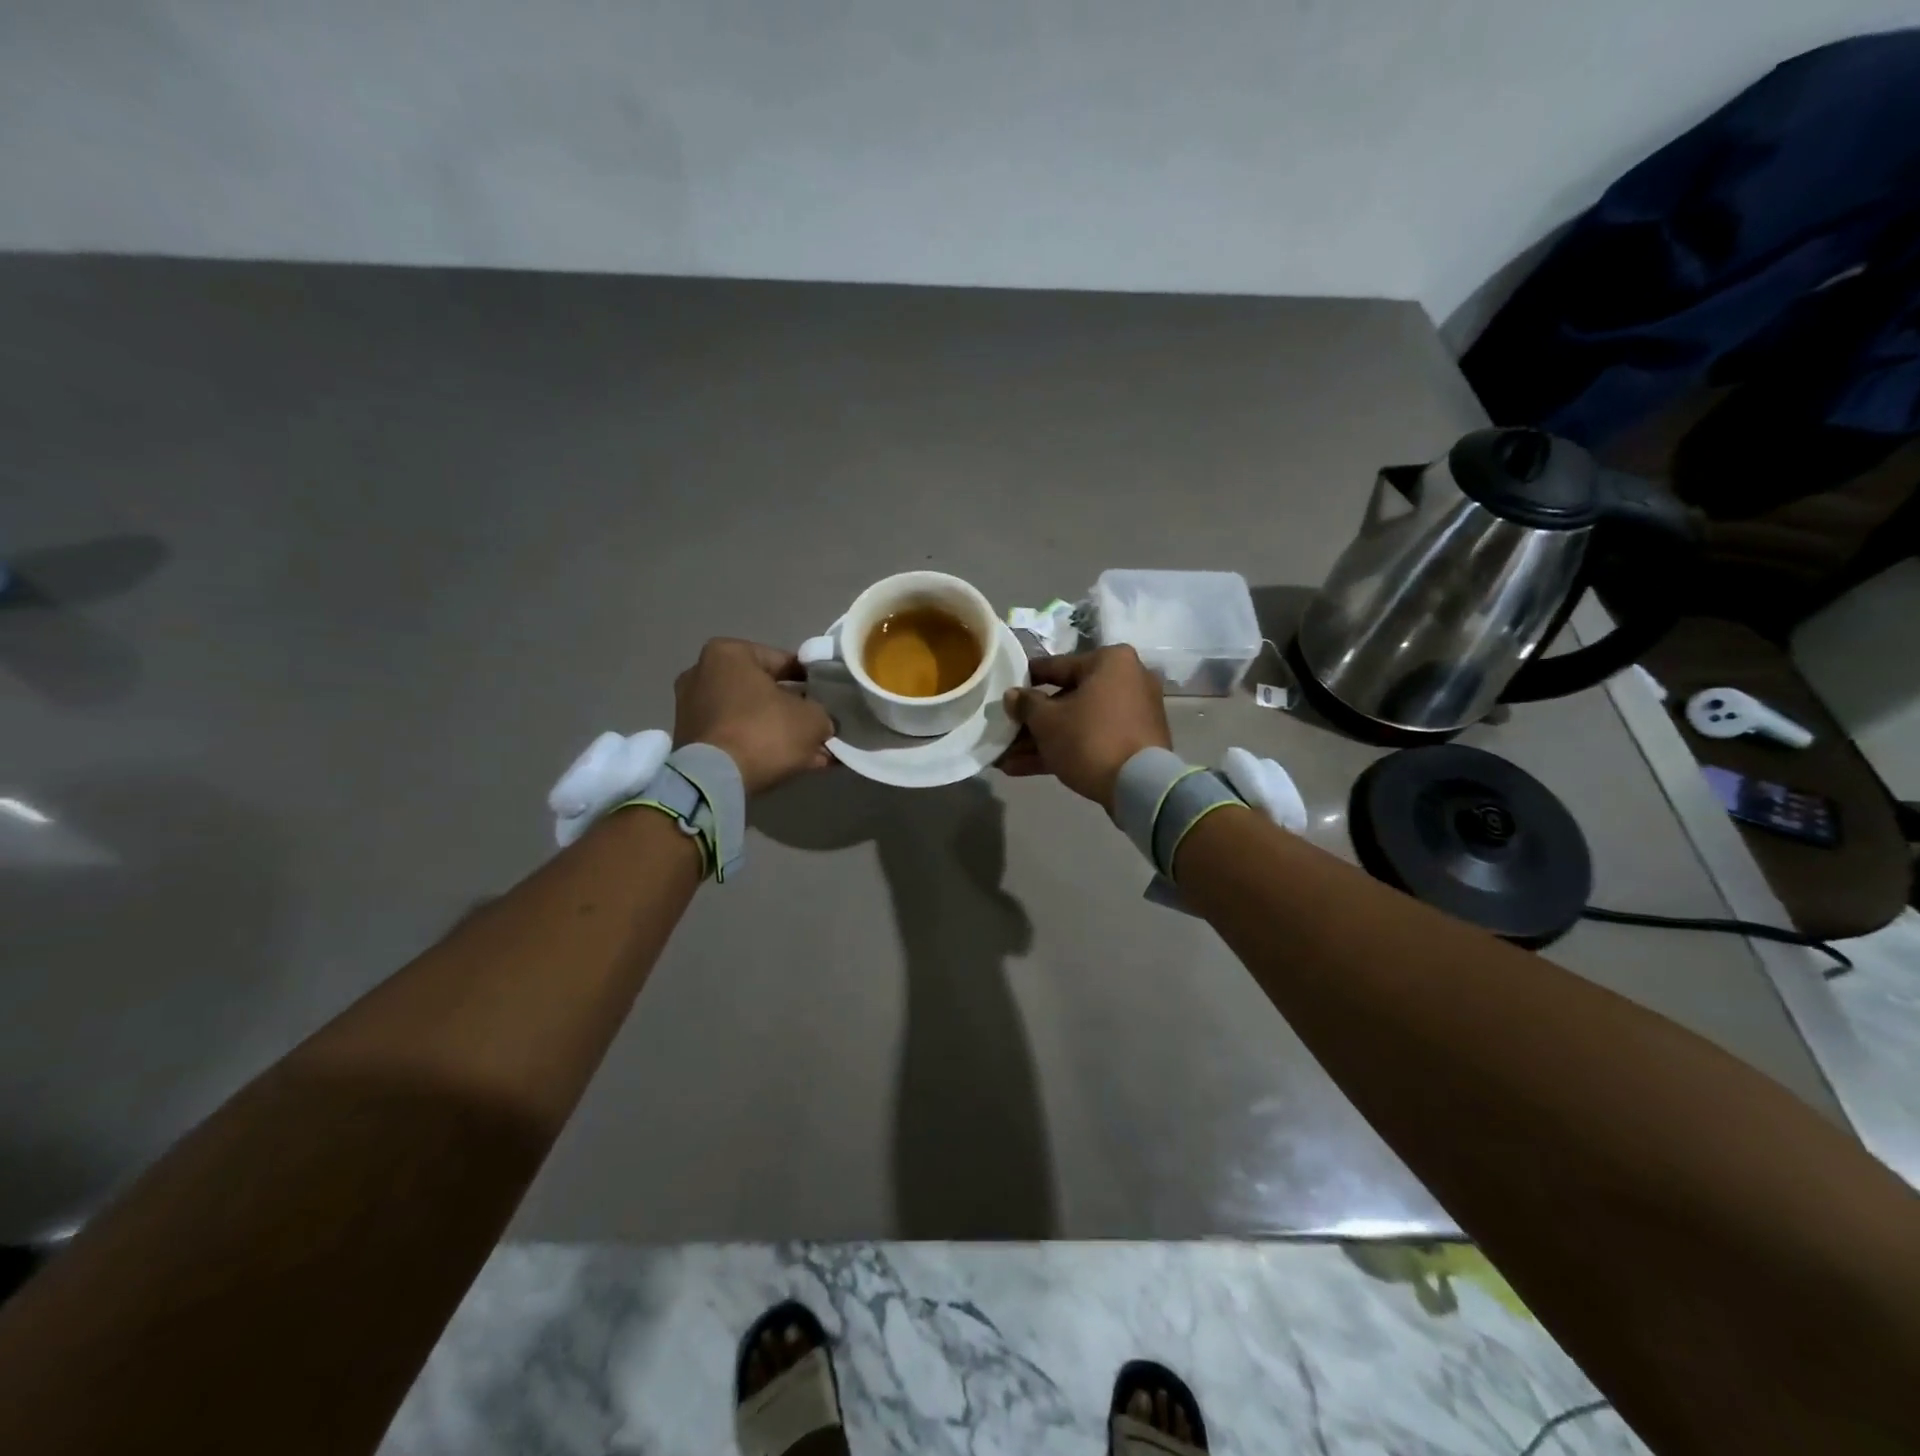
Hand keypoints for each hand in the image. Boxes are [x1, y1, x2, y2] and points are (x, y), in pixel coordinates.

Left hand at [673, 638, 834, 794]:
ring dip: (780, 732)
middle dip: (793, 710)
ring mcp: (692, 709)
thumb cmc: (764, 730)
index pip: (783, 661)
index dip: (812, 680)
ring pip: (751, 717)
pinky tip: (792, 763)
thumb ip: (822, 715)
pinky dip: (761, 747)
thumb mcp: (812, 719)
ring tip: (813, 752)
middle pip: (764, 691)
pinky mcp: (690, 740)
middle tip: (820, 726)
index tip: (828, 696)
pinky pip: (737, 737)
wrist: (716, 779)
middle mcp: (703, 674)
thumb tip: (822, 724)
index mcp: (728, 653)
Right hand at [998, 646, 1170, 808]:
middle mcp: (1127, 680)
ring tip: (1006, 759)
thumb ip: (1026, 704)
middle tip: (1005, 733)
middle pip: (1067, 698)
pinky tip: (1024, 768)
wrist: (1138, 786)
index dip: (1027, 681)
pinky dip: (1064, 751)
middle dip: (1032, 722)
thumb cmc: (1089, 738)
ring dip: (1042, 742)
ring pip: (1078, 723)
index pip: (1057, 666)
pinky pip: (1092, 739)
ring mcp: (1133, 714)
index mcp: (1110, 661)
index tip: (1006, 691)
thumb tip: (1012, 695)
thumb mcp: (1047, 721)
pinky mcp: (1134, 743)